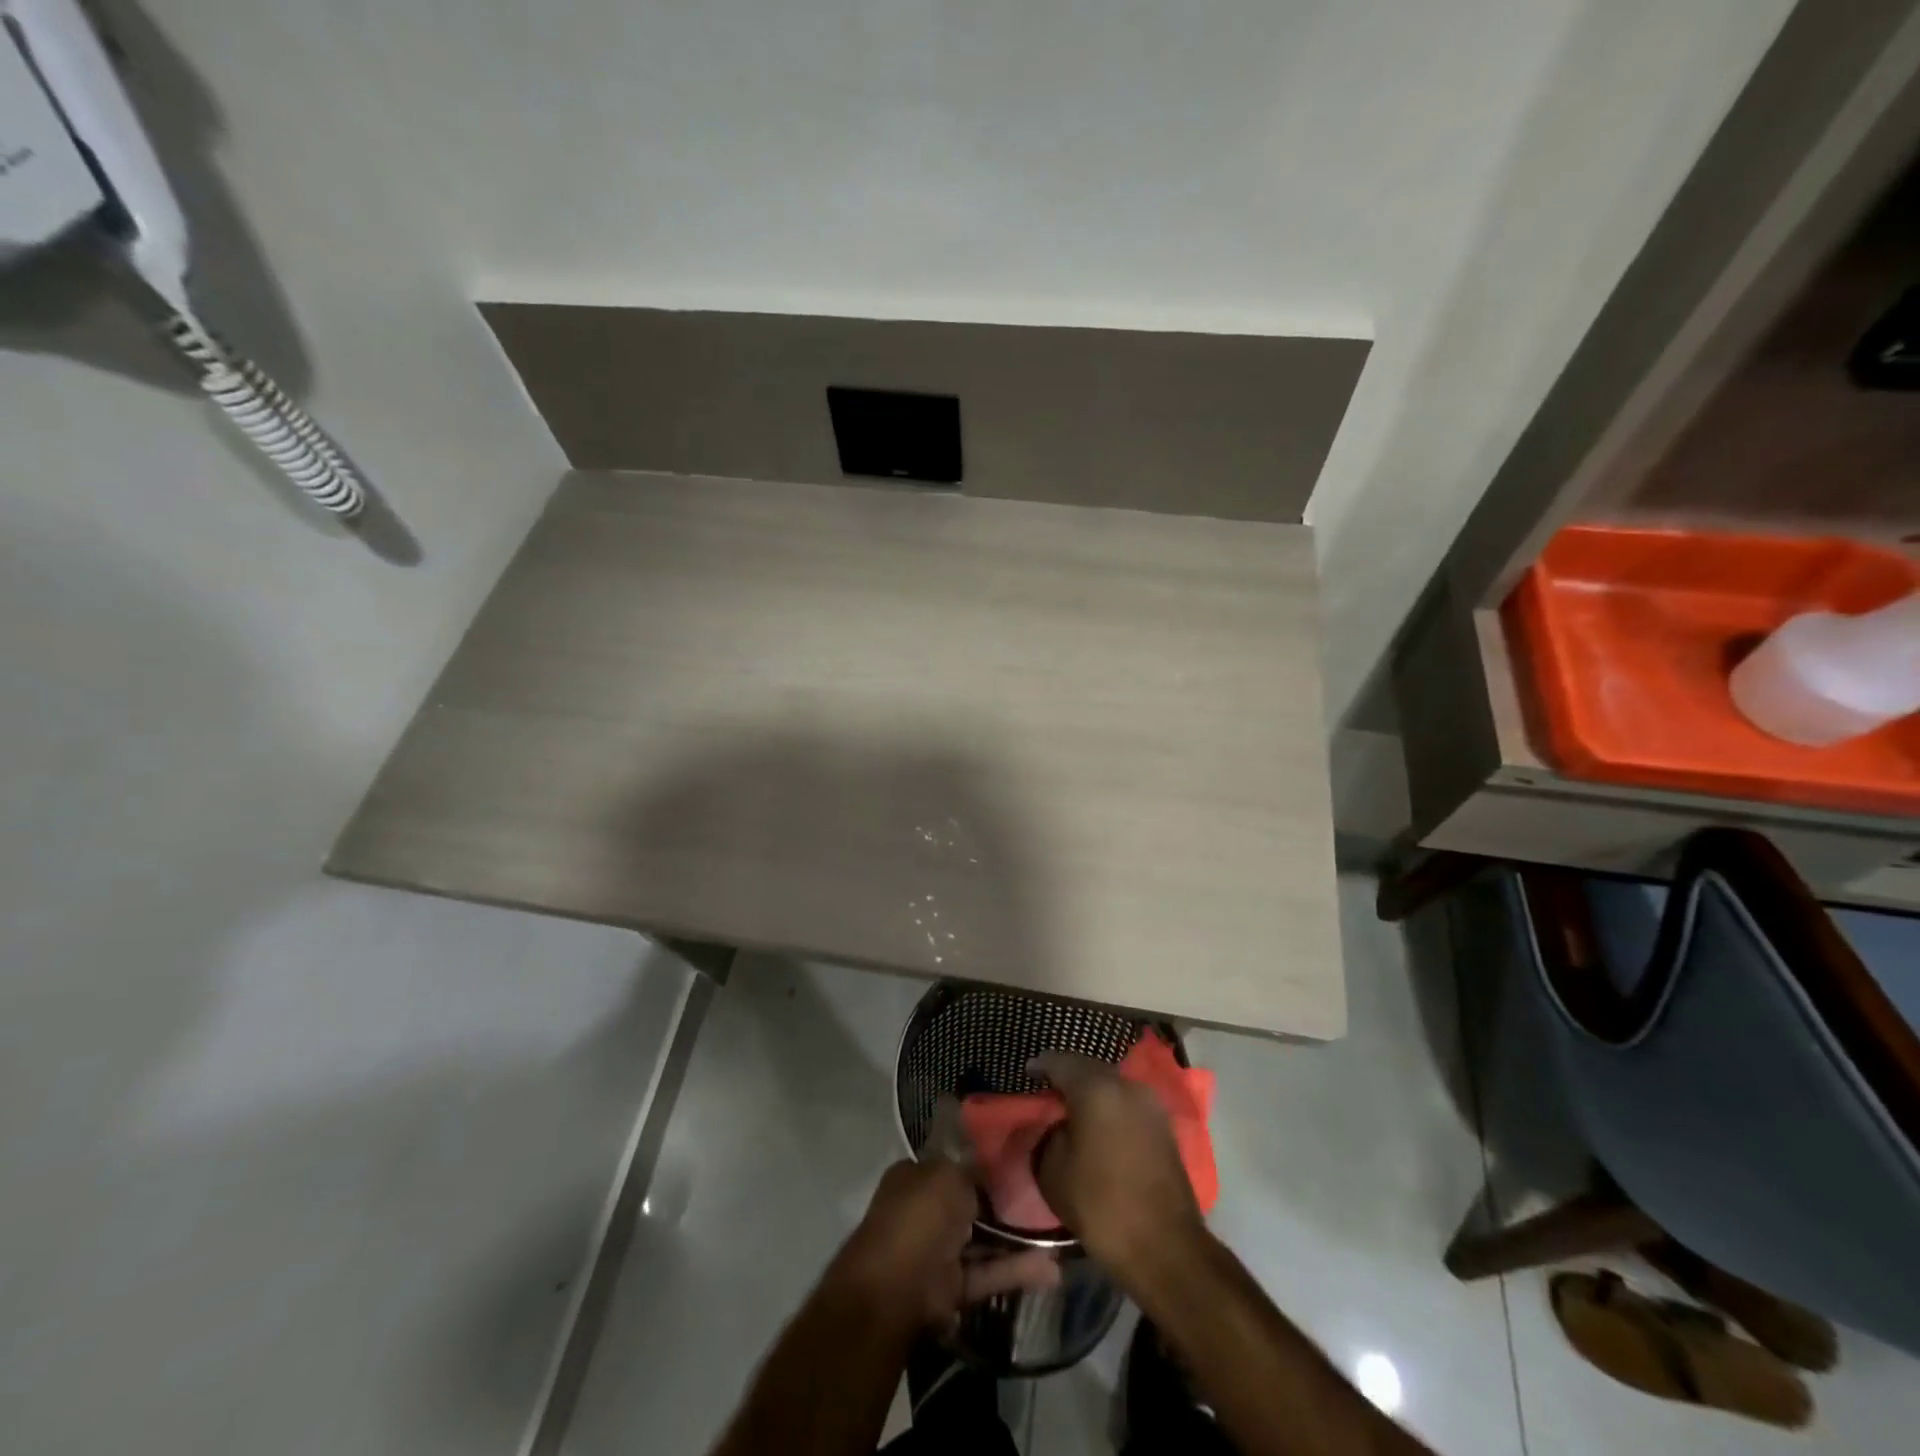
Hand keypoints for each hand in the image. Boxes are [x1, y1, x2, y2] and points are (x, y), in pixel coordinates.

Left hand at [828, 1114, 1058, 1333]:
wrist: (895, 1289)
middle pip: (969, 1203)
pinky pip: (989, 1273)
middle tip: (1045, 1196)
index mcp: (915, 1177)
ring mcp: (938, 1251)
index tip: (1018, 1161)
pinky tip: (1052, 1268)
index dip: (982, 1162)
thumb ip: (971, 1168)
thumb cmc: (919, 1216)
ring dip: (1016, 1239)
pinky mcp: (952, 1288)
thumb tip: (989, 1165)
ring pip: (982, 1241)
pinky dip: (1016, 1271)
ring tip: (1057, 1233)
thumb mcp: (948, 1174)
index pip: (952, 1164)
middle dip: (1002, 1202)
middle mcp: (924, 1211)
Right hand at [1029, 1052, 1205, 1279]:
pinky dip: (1110, 1107)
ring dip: (1092, 1091)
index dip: (1040, 1066)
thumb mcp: (1052, 1172)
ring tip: (1072, 1108)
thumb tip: (1055, 1125)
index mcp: (1096, 1088)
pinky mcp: (1164, 1126)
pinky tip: (1099, 1124)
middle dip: (1068, 1075)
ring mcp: (1150, 1104)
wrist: (1166, 1247)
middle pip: (1089, 1067)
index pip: (1060, 1061)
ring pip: (1112, 1084)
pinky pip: (1128, 1103)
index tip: (1027, 1074)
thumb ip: (1046, 1136)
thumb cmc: (1101, 1206)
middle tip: (1048, 1089)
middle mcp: (1126, 1085)